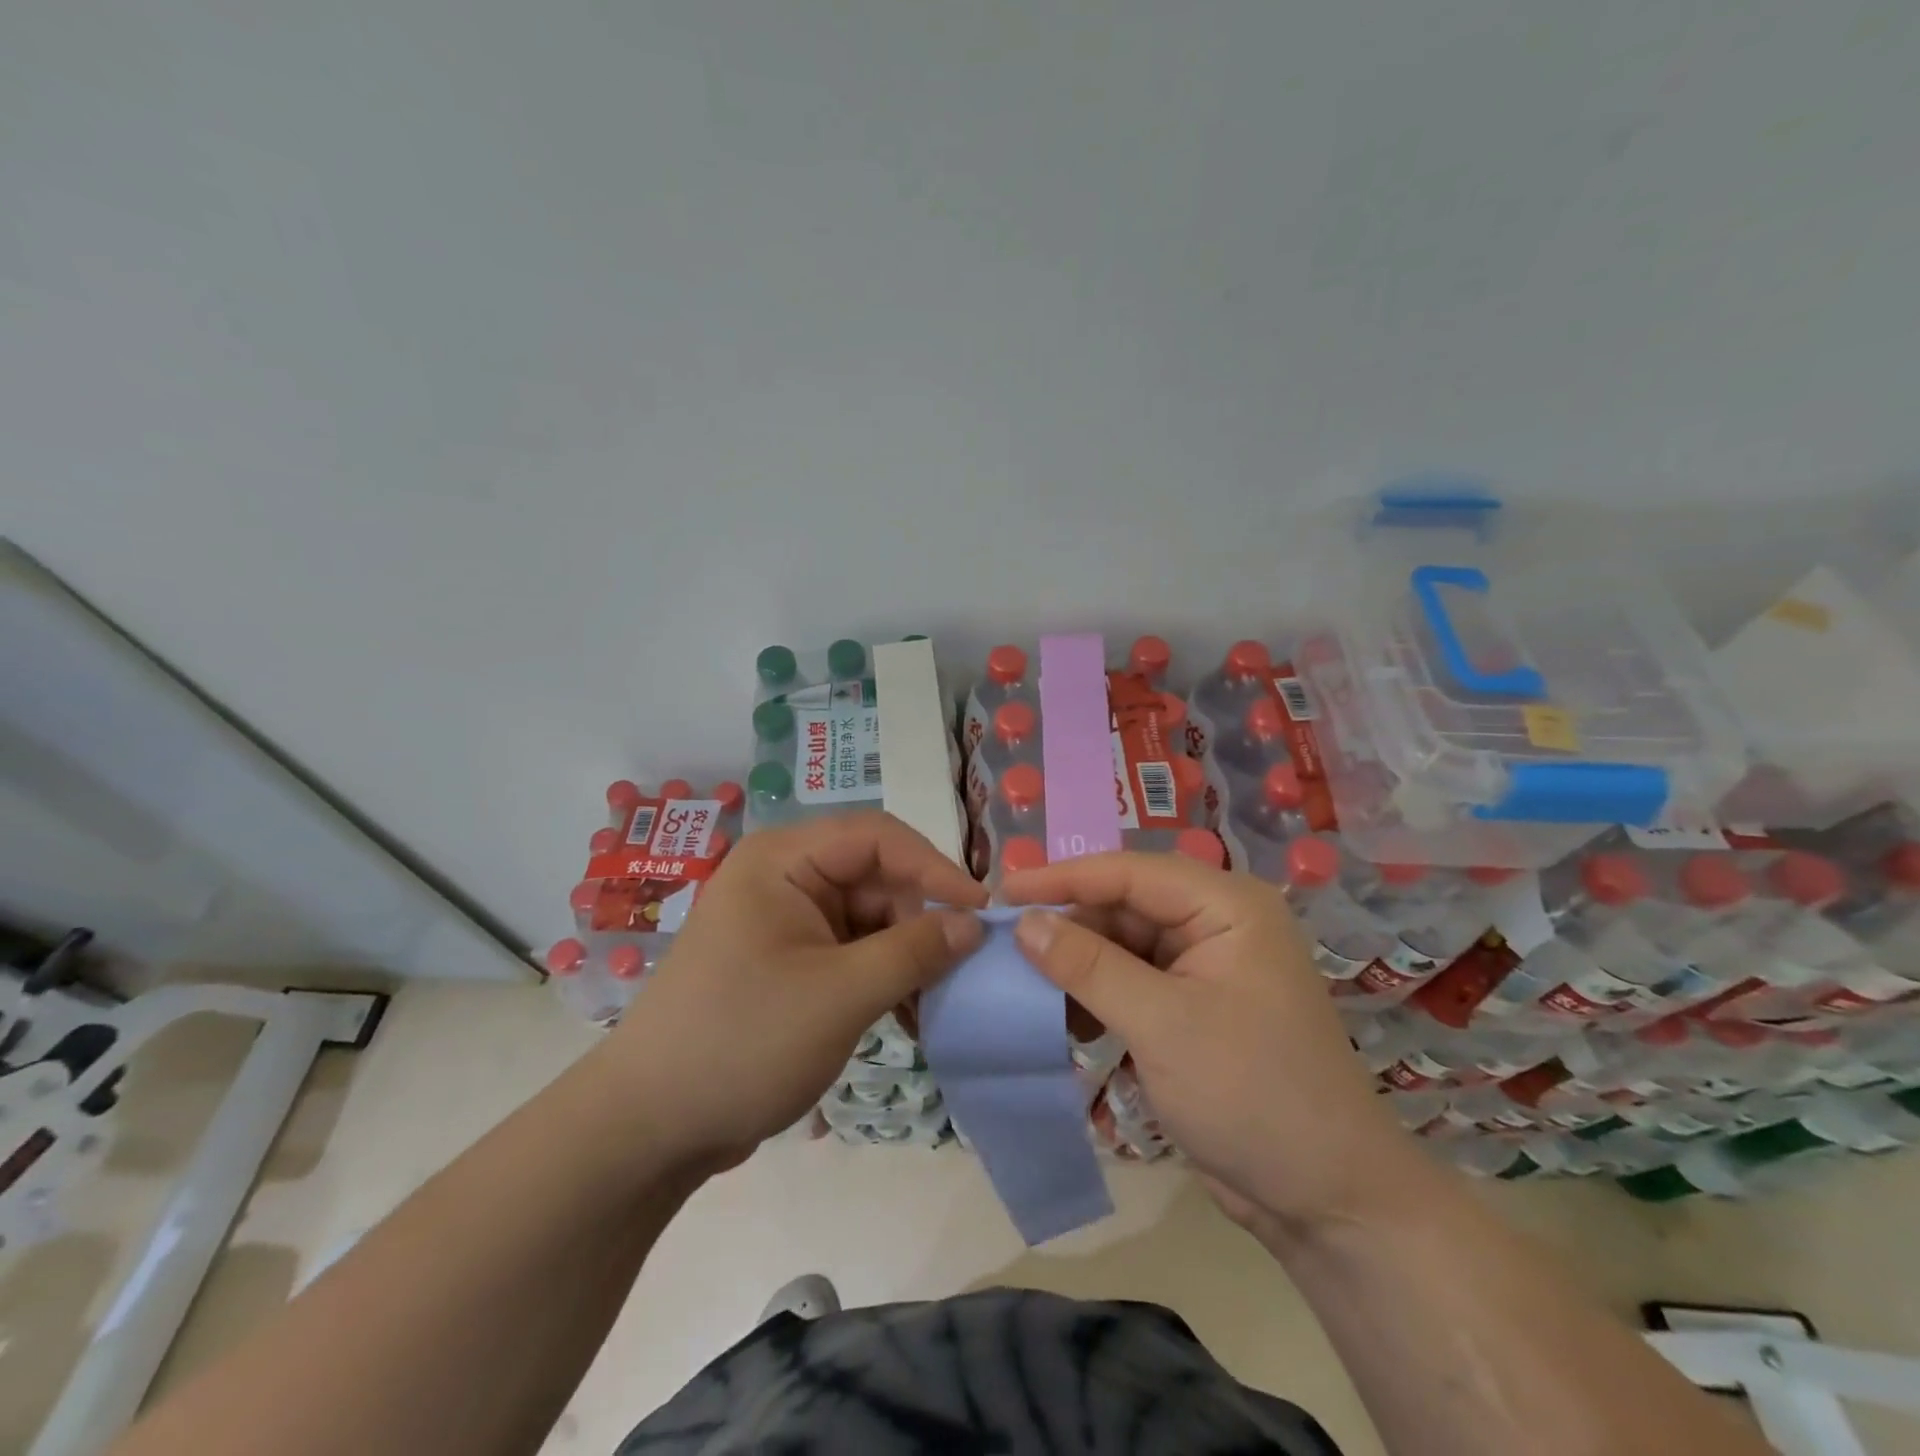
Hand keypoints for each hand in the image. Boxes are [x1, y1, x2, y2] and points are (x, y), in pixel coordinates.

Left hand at [610, 811, 986, 1171]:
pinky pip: (852, 951)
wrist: (647, 1128)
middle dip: (922, 920)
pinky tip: (910, 1016)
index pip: (877, 837)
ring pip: (869, 918)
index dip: (935, 867)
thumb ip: (915, 951)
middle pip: (875, 877)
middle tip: (963, 968)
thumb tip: (975, 923)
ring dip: (907, 955)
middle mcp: (784, 878)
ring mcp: (785, 922)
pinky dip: (883, 977)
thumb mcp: (841, 995)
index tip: (982, 911)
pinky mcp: (788, 962)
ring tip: (938, 1002)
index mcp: (784, 860)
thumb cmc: (743, 1042)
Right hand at [1001, 851, 1417, 1236]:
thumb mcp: (1161, 1023)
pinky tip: (1065, 1017)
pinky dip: (1097, 994)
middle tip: (1006, 944)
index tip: (1002, 892)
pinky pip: (1132, 981)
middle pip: (1123, 905)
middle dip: (1069, 925)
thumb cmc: (1251, 1093)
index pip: (1128, 872)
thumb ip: (1088, 966)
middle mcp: (1217, 923)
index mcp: (1226, 905)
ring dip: (1078, 964)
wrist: (1327, 1200)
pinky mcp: (1193, 1007)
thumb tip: (1024, 924)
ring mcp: (1205, 966)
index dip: (1062, 878)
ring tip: (1026, 983)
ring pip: (1122, 944)